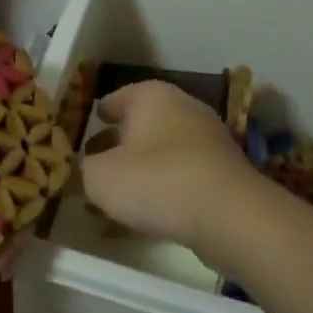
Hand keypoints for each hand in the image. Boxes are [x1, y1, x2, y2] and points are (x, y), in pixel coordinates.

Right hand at [80, 81, 265, 246]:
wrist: (229, 216)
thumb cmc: (155, 181)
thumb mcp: (100, 177)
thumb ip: (85, 170)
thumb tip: (87, 170)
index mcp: (151, 96)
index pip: (115, 99)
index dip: (96, 117)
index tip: (83, 133)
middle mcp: (183, 108)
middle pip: (141, 125)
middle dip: (117, 146)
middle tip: (94, 166)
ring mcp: (208, 139)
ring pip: (161, 152)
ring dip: (140, 171)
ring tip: (117, 197)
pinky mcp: (224, 172)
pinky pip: (182, 176)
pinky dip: (164, 189)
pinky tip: (147, 214)